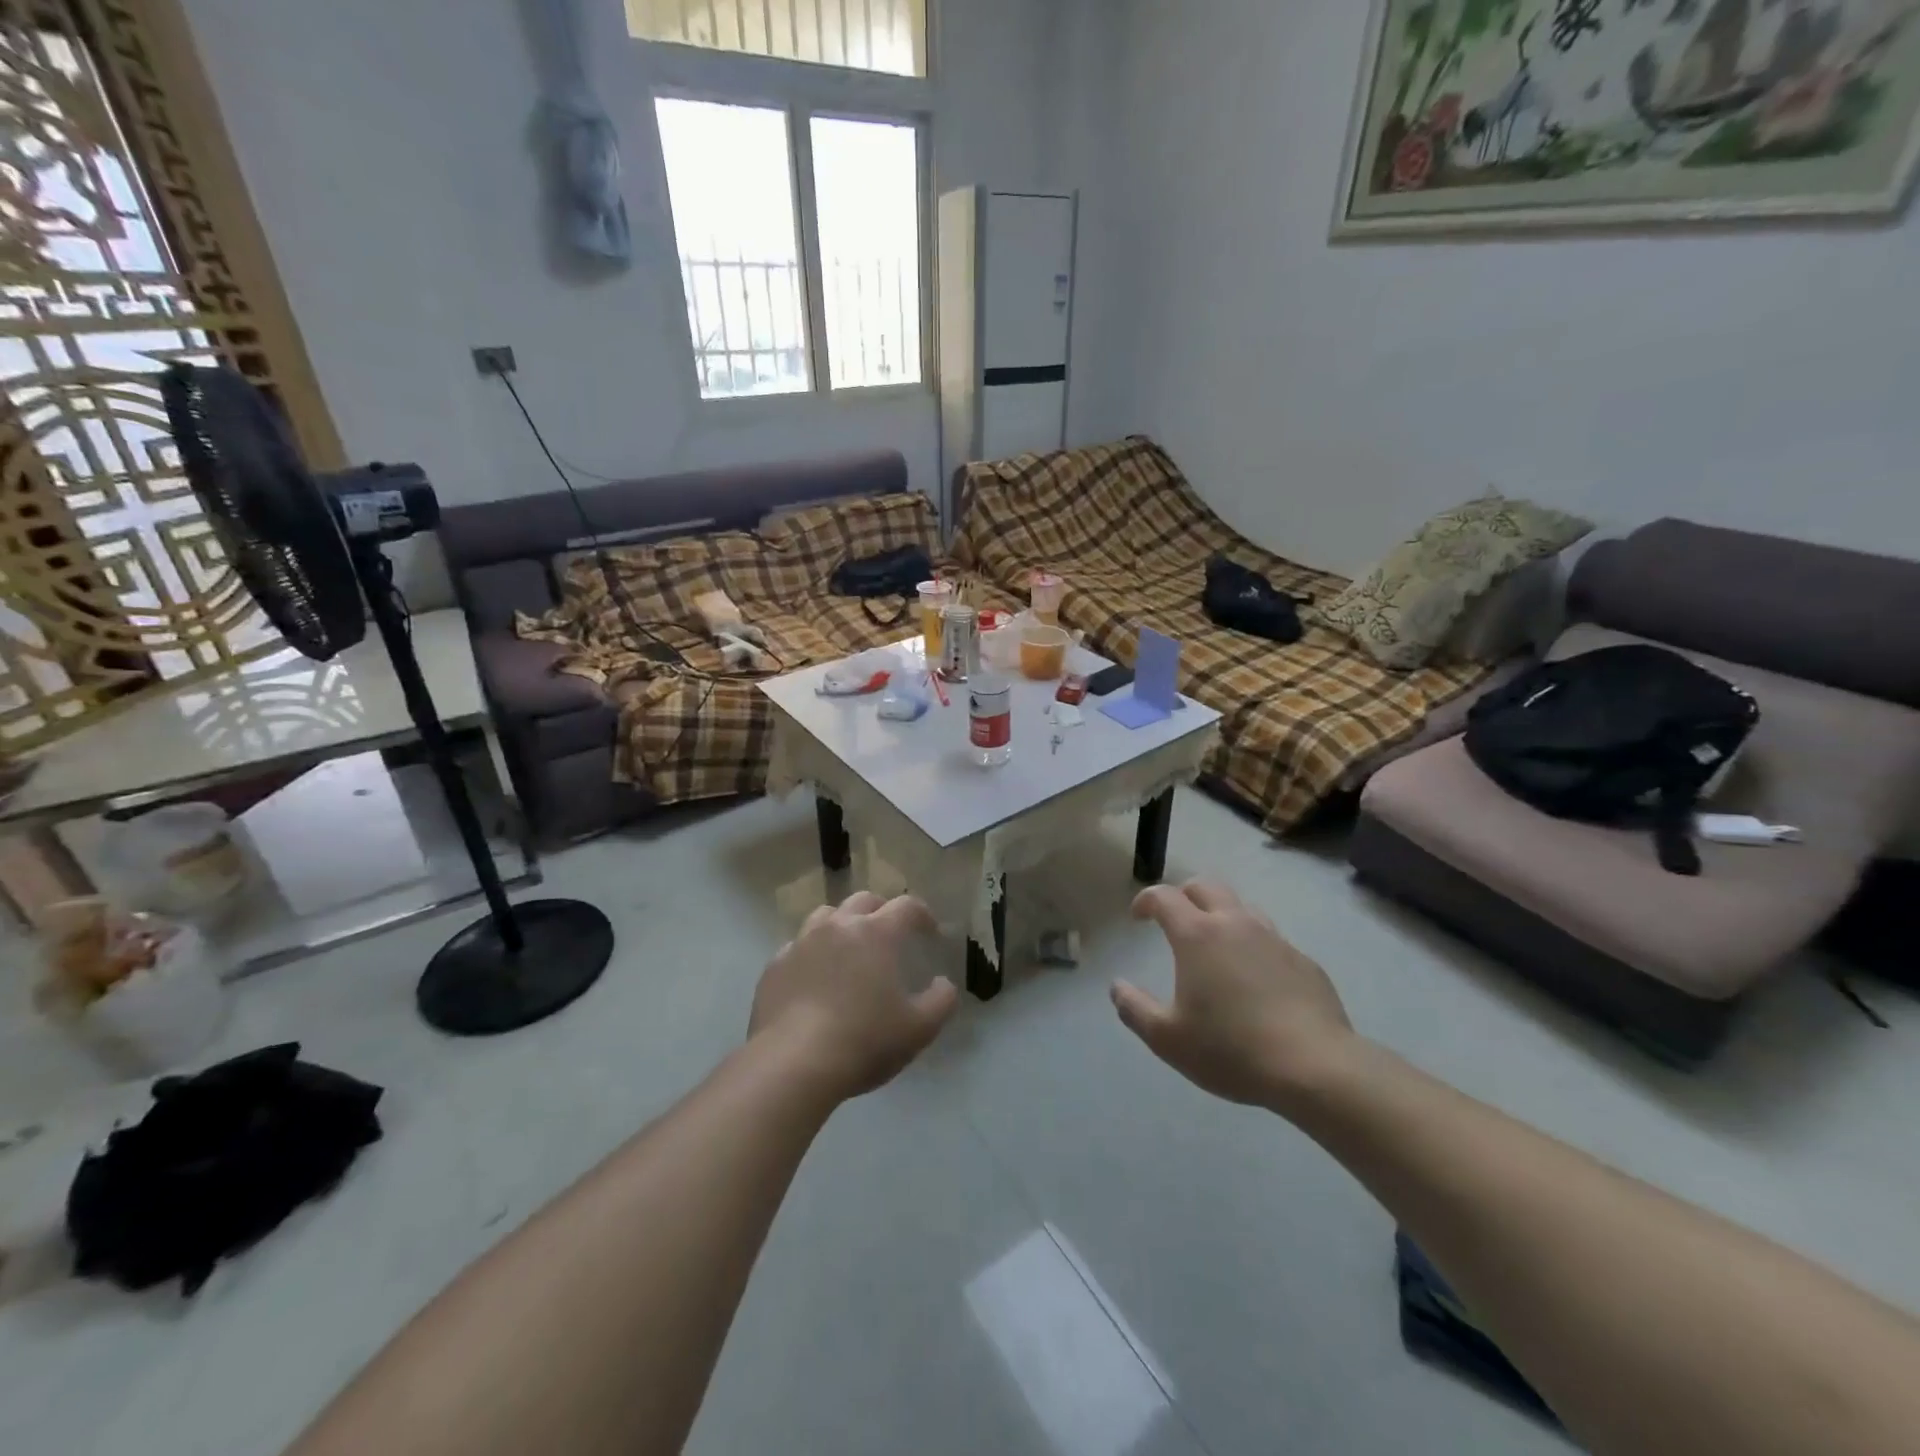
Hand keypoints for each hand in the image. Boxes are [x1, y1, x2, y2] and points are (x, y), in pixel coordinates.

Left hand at [750, 891, 957, 1099]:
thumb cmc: (864, 1041)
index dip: (922, 914)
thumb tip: (944, 983)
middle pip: (863, 900)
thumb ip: (941, 1001)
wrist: (792, 1063)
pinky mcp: (774, 966)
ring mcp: (801, 943)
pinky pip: (797, 947)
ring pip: (825, 916)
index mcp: (877, 933)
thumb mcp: (918, 1029)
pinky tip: (814, 978)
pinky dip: (811, 954)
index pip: (907, 906)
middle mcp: (838, 926)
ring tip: (848, 949)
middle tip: (889, 934)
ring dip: (842, 924)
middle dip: (881, 911)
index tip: (930, 931)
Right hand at [1113, 881, 1355, 1108]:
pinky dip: (1253, 945)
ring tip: (1215, 945)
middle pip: (1206, 886)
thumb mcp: (1167, 1039)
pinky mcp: (1304, 961)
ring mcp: (1274, 940)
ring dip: (1221, 915)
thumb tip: (1117, 987)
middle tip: (1174, 919)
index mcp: (1197, 935)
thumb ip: (1135, 1009)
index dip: (1146, 900)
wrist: (1316, 1067)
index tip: (1138, 916)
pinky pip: (1271, 939)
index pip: (1165, 896)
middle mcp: (1235, 924)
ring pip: (1242, 907)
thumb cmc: (1231, 1049)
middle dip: (1184, 894)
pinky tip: (1255, 979)